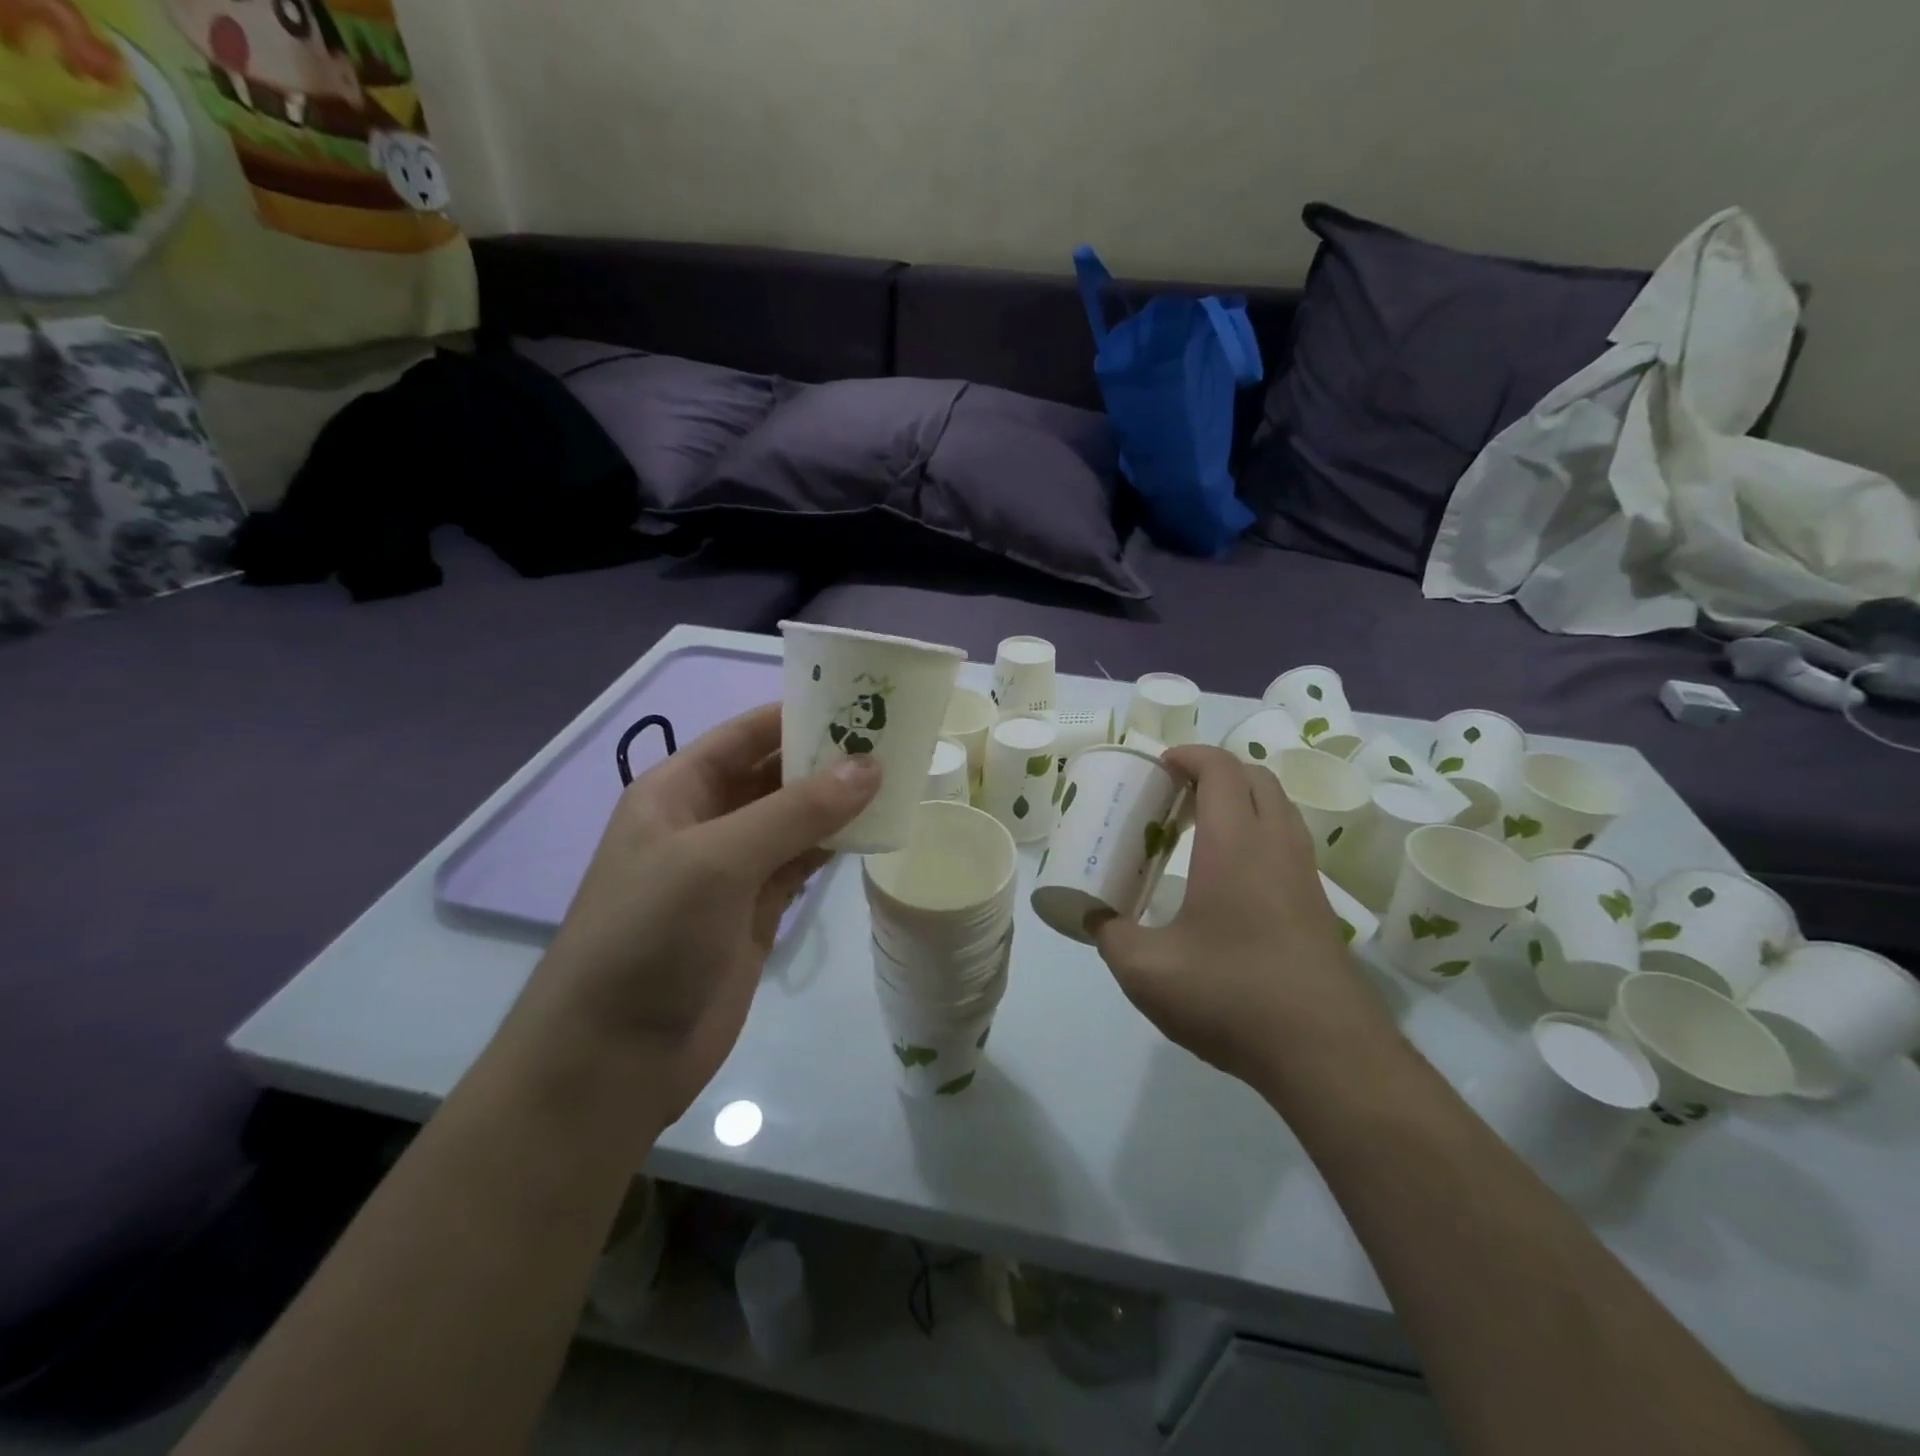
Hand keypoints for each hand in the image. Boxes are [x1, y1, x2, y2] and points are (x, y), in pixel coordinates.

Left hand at [511, 704, 878, 1124]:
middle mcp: (705, 821)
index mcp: (677, 791)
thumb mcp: (718, 860)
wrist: (613, 1057)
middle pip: (774, 774)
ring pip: (794, 820)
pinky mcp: (755, 912)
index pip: (745, 734)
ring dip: (837, 802)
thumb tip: (870, 767)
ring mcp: (732, 870)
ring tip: (898, 779)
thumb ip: (797, 812)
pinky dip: (835, 847)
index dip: (798, 713)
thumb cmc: (649, 936)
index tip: (861, 701)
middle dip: (826, 757)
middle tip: (895, 740)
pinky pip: (801, 864)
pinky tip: (874, 832)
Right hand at [1091, 746, 1388, 1084]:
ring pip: (1278, 809)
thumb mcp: (1146, 971)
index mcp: (1235, 844)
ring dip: (1241, 800)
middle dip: (1215, 771)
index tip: (1159, 765)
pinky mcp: (1318, 906)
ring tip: (1199, 828)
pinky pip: (1288, 842)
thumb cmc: (1231, 995)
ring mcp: (1305, 875)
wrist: (1326, 1053)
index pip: (1221, 769)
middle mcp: (1276, 846)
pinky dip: (1258, 833)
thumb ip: (1110, 935)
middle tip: (1175, 793)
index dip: (1190, 755)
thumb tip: (1094, 918)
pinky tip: (1229, 877)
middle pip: (1256, 778)